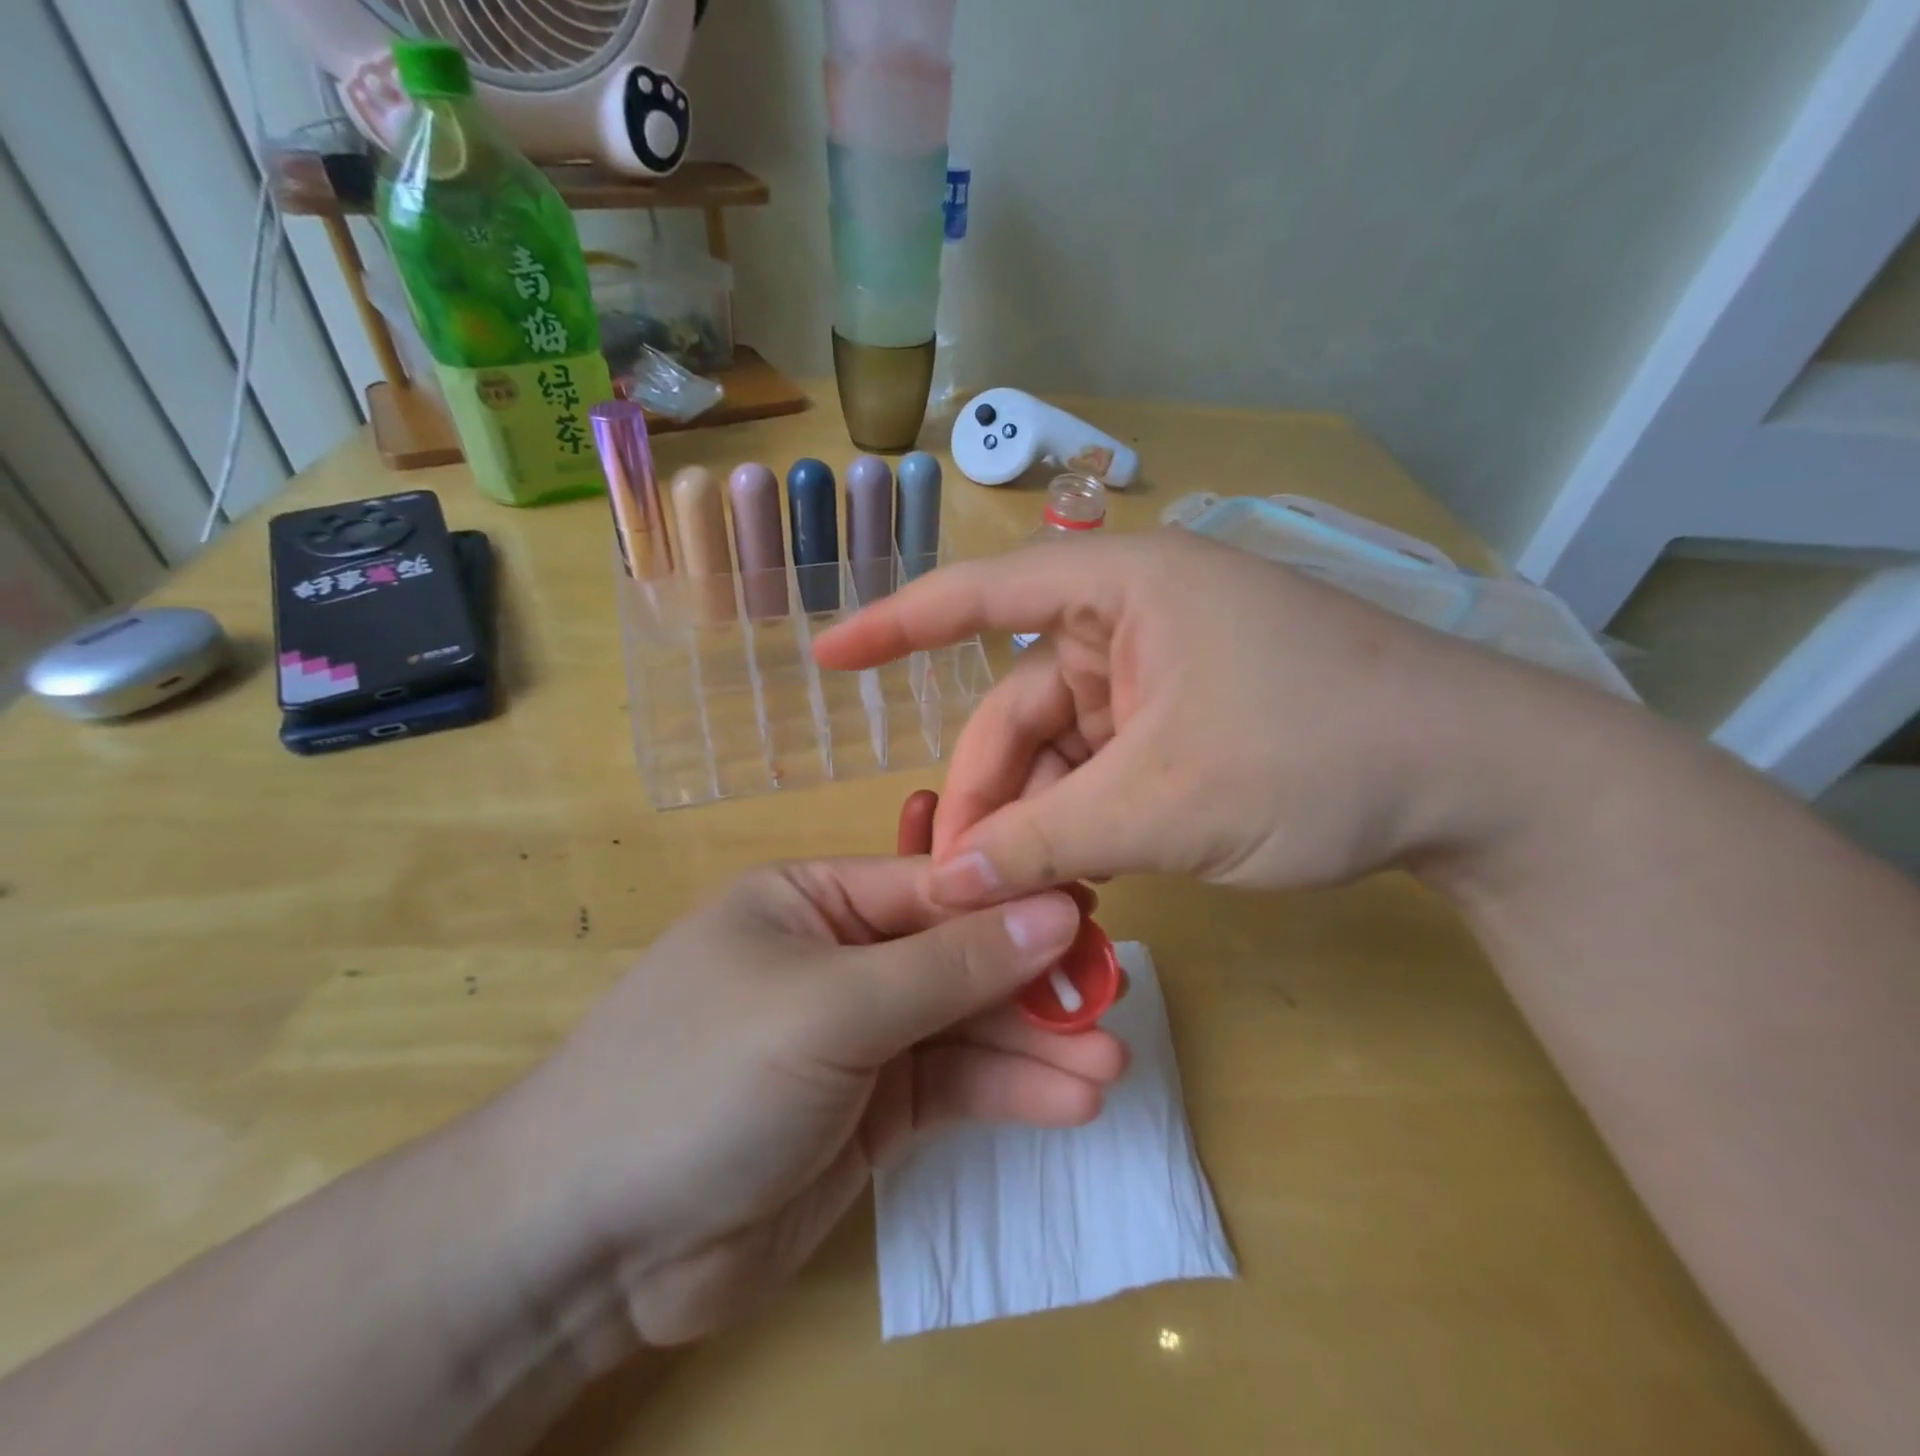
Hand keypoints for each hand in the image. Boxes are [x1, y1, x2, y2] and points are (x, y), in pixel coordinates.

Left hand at [501, 859, 1127, 1345]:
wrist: (593, 1241)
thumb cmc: (704, 1075)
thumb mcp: (832, 1005)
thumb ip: (948, 964)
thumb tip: (1054, 910)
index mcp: (816, 900)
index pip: (934, 887)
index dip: (1013, 900)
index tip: (1093, 913)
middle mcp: (843, 958)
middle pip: (957, 956)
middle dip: (1033, 979)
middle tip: (1113, 997)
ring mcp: (859, 1038)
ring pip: (964, 1027)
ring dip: (1034, 1045)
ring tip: (1110, 1063)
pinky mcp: (872, 1112)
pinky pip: (952, 1087)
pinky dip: (1009, 1093)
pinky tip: (1071, 1101)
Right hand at [814, 530, 1583, 903]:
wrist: (1479, 783)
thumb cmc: (1321, 756)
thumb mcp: (1167, 803)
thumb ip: (1047, 841)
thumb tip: (949, 882)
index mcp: (1122, 590)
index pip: (979, 597)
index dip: (895, 627)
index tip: (828, 658)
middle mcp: (1132, 622)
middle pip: (1019, 707)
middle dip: (991, 793)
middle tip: (964, 881)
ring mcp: (1161, 676)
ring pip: (1060, 750)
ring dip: (1040, 821)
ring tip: (1029, 897)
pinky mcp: (1186, 722)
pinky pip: (1103, 768)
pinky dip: (1084, 821)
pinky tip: (1078, 879)